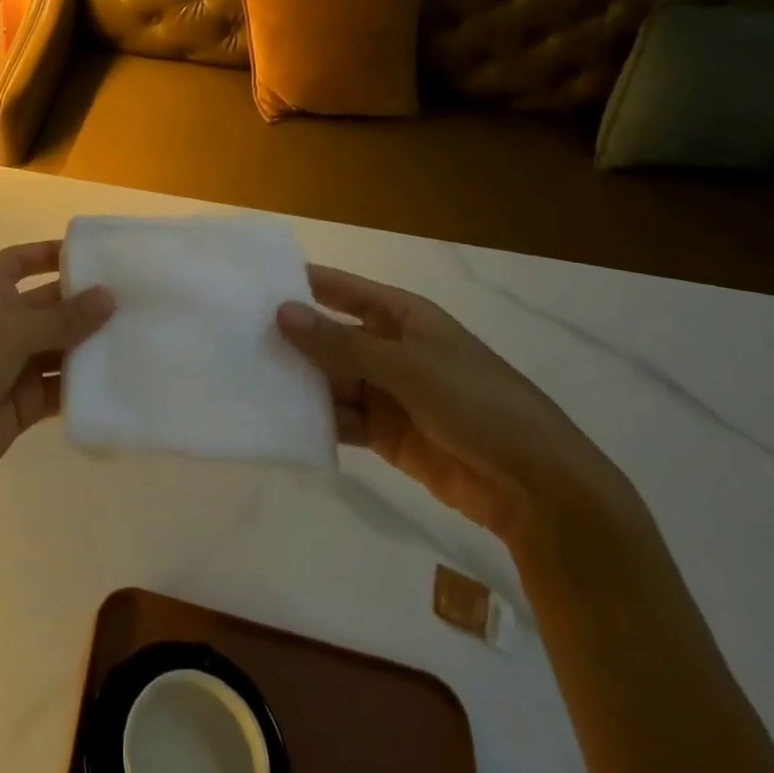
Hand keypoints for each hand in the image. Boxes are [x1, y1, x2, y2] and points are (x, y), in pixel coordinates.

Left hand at [0, 241, 114, 510]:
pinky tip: (120, 381)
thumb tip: (110, 296)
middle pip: (49, 305)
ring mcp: (13, 365)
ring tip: (140, 338)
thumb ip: (63, 318)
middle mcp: (2, 323)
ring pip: (60, 348)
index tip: (93, 254)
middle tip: (136, 300)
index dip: (50, 254)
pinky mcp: (24, 403)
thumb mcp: (11, 332)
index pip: (20, 261)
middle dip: (85, 303)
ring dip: (90, 345)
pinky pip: (60, 388)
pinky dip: (83, 386)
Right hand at [278, 266, 626, 543]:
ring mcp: (387, 392)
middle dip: (291, 338)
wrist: (539, 489)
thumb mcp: (407, 368)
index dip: (301, 284)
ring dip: (298, 381)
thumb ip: (341, 344)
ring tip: (246, 379)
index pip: (341, 290)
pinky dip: (316, 419)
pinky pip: (341, 418)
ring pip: (330, 379)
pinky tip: (279, 419)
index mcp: (402, 317)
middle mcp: (390, 348)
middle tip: (234, 337)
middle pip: (330, 336)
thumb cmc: (479, 405)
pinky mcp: (385, 433)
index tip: (252, 283)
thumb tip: (281, 312)